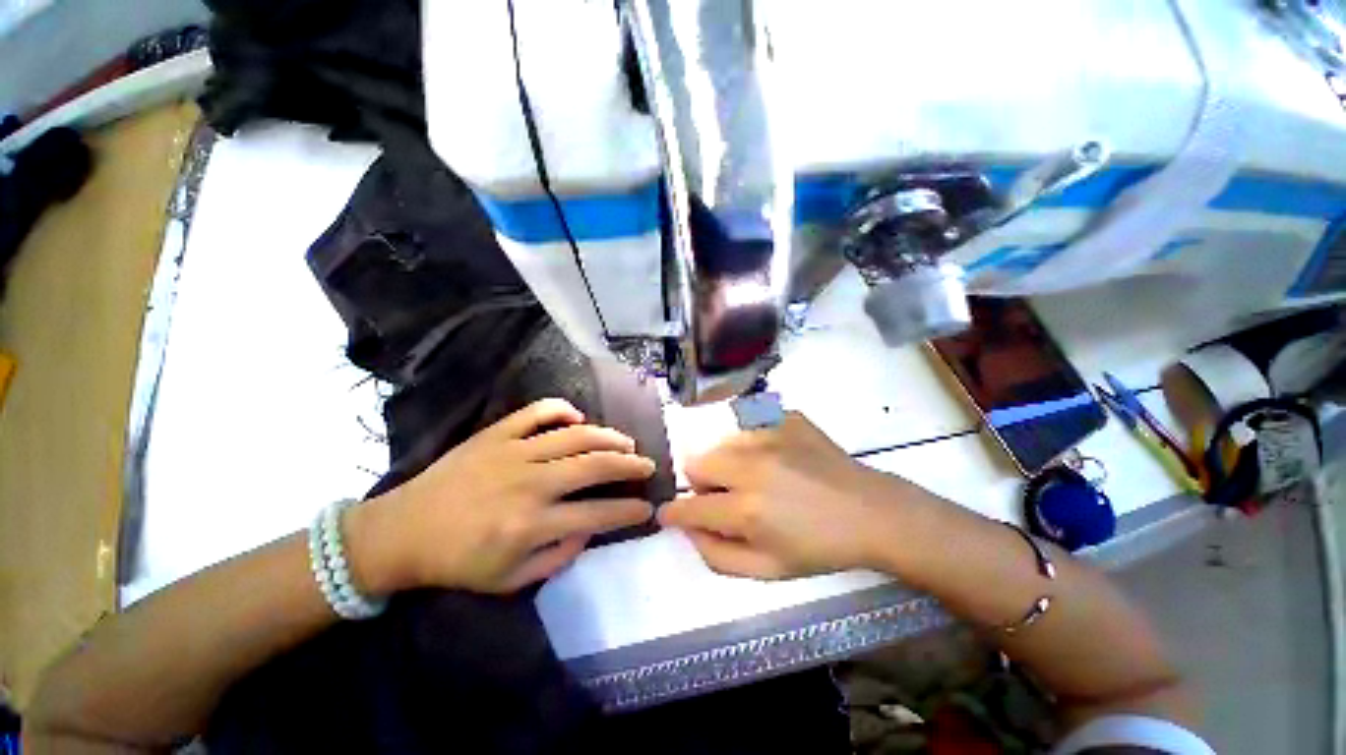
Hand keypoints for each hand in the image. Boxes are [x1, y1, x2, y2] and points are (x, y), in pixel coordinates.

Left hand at [349, 399, 655, 593]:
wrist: (401, 532)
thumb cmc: (457, 562)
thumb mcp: (509, 580)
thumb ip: (557, 556)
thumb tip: (589, 529)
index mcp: (530, 524)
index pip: (597, 514)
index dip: (628, 511)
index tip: (647, 507)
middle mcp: (529, 483)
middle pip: (594, 466)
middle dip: (630, 465)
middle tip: (647, 465)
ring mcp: (513, 452)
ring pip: (575, 435)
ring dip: (608, 437)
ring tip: (625, 442)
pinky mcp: (496, 434)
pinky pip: (537, 412)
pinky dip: (562, 410)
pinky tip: (577, 418)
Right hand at [658, 412, 933, 578]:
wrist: (871, 512)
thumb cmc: (819, 548)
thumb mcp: (767, 570)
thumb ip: (716, 555)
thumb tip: (688, 527)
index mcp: (747, 509)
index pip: (690, 507)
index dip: (674, 513)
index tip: (670, 514)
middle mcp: (751, 465)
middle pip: (697, 463)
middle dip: (704, 484)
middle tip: (731, 498)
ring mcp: (769, 434)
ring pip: (721, 443)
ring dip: (728, 463)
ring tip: (760, 478)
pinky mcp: (784, 418)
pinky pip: (749, 426)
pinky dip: (753, 444)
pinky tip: (778, 459)